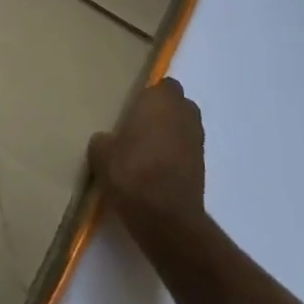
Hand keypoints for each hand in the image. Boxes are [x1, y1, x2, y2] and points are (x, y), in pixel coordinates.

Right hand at [89, 78, 206, 245]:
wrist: (166, 219)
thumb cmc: (132, 173)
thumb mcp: (101, 154)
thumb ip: (104, 139)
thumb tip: (107, 140)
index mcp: (160, 100)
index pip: (162, 84)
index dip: (149, 95)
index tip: (132, 107)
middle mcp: (184, 113)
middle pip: (176, 104)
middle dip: (162, 112)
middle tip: (138, 126)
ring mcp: (197, 140)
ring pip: (183, 127)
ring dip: (170, 133)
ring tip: (146, 150)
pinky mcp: (203, 167)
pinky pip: (186, 150)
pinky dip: (175, 155)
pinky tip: (156, 170)